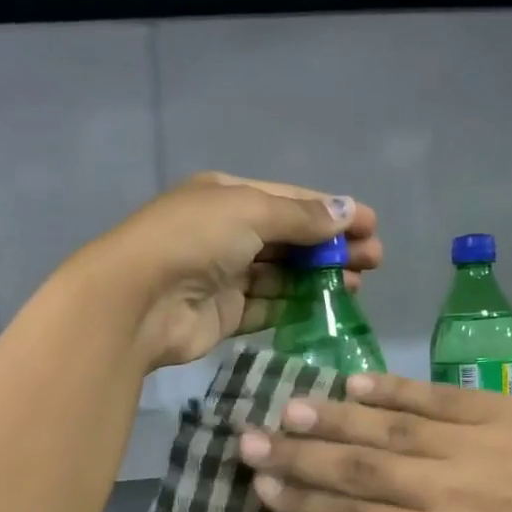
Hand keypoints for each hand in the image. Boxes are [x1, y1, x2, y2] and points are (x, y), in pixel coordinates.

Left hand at [78, 172, 381, 370]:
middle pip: (290, 239)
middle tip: (374, 260)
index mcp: (228, 197)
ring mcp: (224, 276)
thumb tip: (348, 210)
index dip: (332, 211)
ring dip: (319, 278)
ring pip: (282, 275)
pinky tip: (327, 308)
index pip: (290, 200)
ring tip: (358, 284)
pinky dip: (296, 307)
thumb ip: (300, 216)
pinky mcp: (224, 315)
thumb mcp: (250, 211)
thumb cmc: (193, 239)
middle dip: (332, 246)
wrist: (137, 300)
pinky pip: (268, 308)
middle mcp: (226, 233)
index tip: (372, 226)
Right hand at [238, 373, 511, 511]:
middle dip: (296, 455)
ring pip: (385, 427)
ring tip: (287, 407)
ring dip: (331, 418)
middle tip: (247, 439)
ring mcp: (473, 442)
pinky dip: (391, 389)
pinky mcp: (502, 408)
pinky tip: (354, 383)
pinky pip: (434, 396)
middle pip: (355, 468)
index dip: (302, 502)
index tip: (262, 486)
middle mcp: (444, 490)